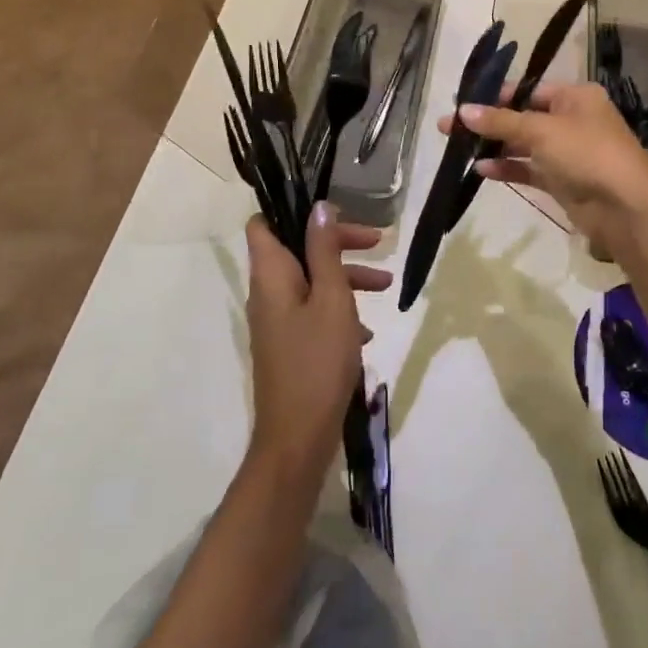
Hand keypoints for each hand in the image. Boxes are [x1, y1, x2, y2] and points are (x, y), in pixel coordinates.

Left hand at [245, 206, 390, 491]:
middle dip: (337, 242)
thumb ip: (325, 251)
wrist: (298, 439)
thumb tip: (319, 207)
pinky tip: (367, 331)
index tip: (331, 208)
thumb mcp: (332, 299)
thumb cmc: (317, 362)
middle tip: (377, 241)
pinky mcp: (288, 345)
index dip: (292, 209)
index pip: (263, 224)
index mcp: (271, 276)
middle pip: (297, 249)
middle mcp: (268, 294)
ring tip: (385, 285)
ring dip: (345, 276)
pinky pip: (313, 311)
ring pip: (310, 281)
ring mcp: (277, 322)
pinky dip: (339, 309)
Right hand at [441, 80, 647, 252]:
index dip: (494, 96)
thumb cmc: (586, 153)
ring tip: (457, 149)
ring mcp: (567, 152)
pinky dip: (506, 168)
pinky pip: (528, 169)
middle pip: (522, 117)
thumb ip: (501, 121)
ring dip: (494, 146)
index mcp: (575, 96)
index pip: (527, 89)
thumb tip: (462, 111)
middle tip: (449, 128)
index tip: (461, 102)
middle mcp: (572, 120)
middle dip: (488, 123)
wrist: (626, 207)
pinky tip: (480, 169)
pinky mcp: (562, 181)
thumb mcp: (541, 130)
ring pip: (523, 144)